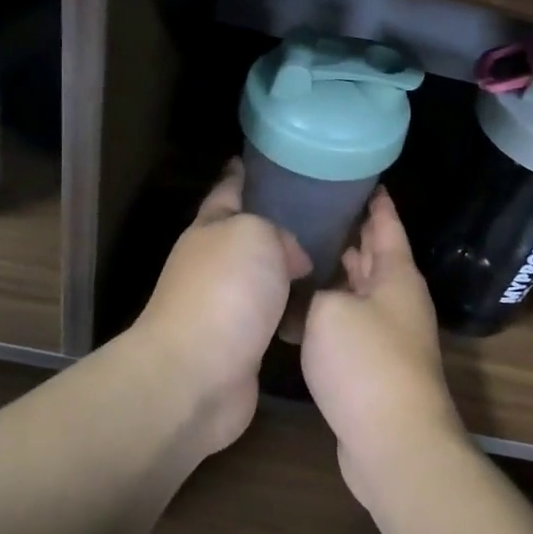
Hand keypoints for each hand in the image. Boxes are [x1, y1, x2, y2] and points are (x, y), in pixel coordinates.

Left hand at [131, 159, 310, 454]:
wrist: (197, 374)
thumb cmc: (225, 291)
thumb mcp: (256, 234)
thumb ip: (279, 232)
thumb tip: (292, 260)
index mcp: (210, 229)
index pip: (228, 191)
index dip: (242, 174)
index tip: (262, 160)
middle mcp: (214, 264)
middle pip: (249, 236)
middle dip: (279, 225)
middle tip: (324, 214)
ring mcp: (225, 306)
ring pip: (266, 278)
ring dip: (291, 272)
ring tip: (335, 260)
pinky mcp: (242, 344)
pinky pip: (276, 315)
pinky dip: (295, 310)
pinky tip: (322, 307)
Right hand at [300, 189, 467, 511]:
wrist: (393, 441)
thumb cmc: (365, 362)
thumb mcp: (330, 311)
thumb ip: (317, 290)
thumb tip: (312, 291)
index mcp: (396, 275)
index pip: (387, 224)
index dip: (375, 201)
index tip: (362, 179)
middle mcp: (398, 299)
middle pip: (375, 255)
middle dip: (353, 232)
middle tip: (319, 208)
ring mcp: (389, 334)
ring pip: (361, 290)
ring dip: (339, 272)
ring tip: (304, 249)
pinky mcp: (375, 364)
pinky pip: (351, 322)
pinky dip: (331, 309)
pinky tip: (303, 307)